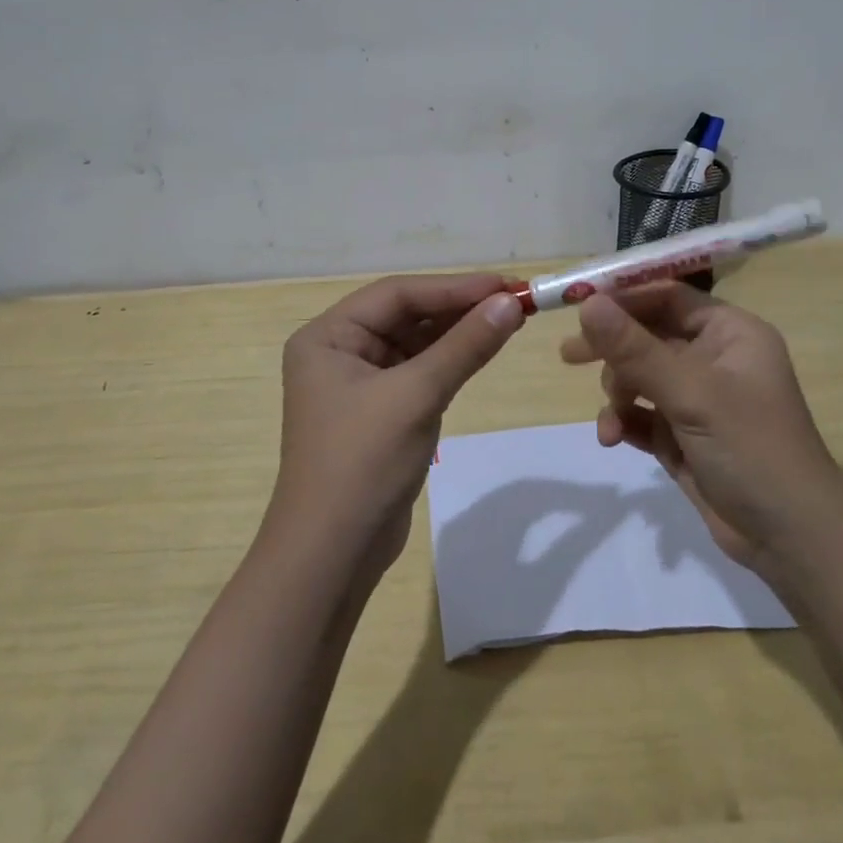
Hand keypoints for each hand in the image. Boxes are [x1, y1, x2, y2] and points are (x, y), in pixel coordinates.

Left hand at [272, 273, 524, 575]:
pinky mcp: (379, 410)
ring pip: (416, 342)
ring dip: (458, 333)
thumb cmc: (362, 463)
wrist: (332, 556)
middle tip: (515, 300)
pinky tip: (483, 349)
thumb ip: (465, 346)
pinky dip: (450, 361)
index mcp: (328, 336)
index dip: (453, 287)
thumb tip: (511, 303)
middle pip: (407, 315)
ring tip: (509, 319)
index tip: (505, 285)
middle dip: (459, 308)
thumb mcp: (417, 396)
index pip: (397, 294)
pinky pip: (419, 371)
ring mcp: (358, 382)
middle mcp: (339, 350)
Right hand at [560, 282, 842, 568]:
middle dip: (612, 349)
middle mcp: (714, 358)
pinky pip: (642, 414)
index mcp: (730, 333)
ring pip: (640, 376)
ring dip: (619, 393)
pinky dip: (624, 421)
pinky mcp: (684, 435)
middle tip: (570, 356)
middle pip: (648, 335)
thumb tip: (587, 302)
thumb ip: (635, 348)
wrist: (791, 541)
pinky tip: (612, 438)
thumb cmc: (752, 449)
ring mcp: (698, 399)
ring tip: (612, 418)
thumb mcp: (691, 393)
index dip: (624, 298)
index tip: (578, 305)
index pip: (668, 297)